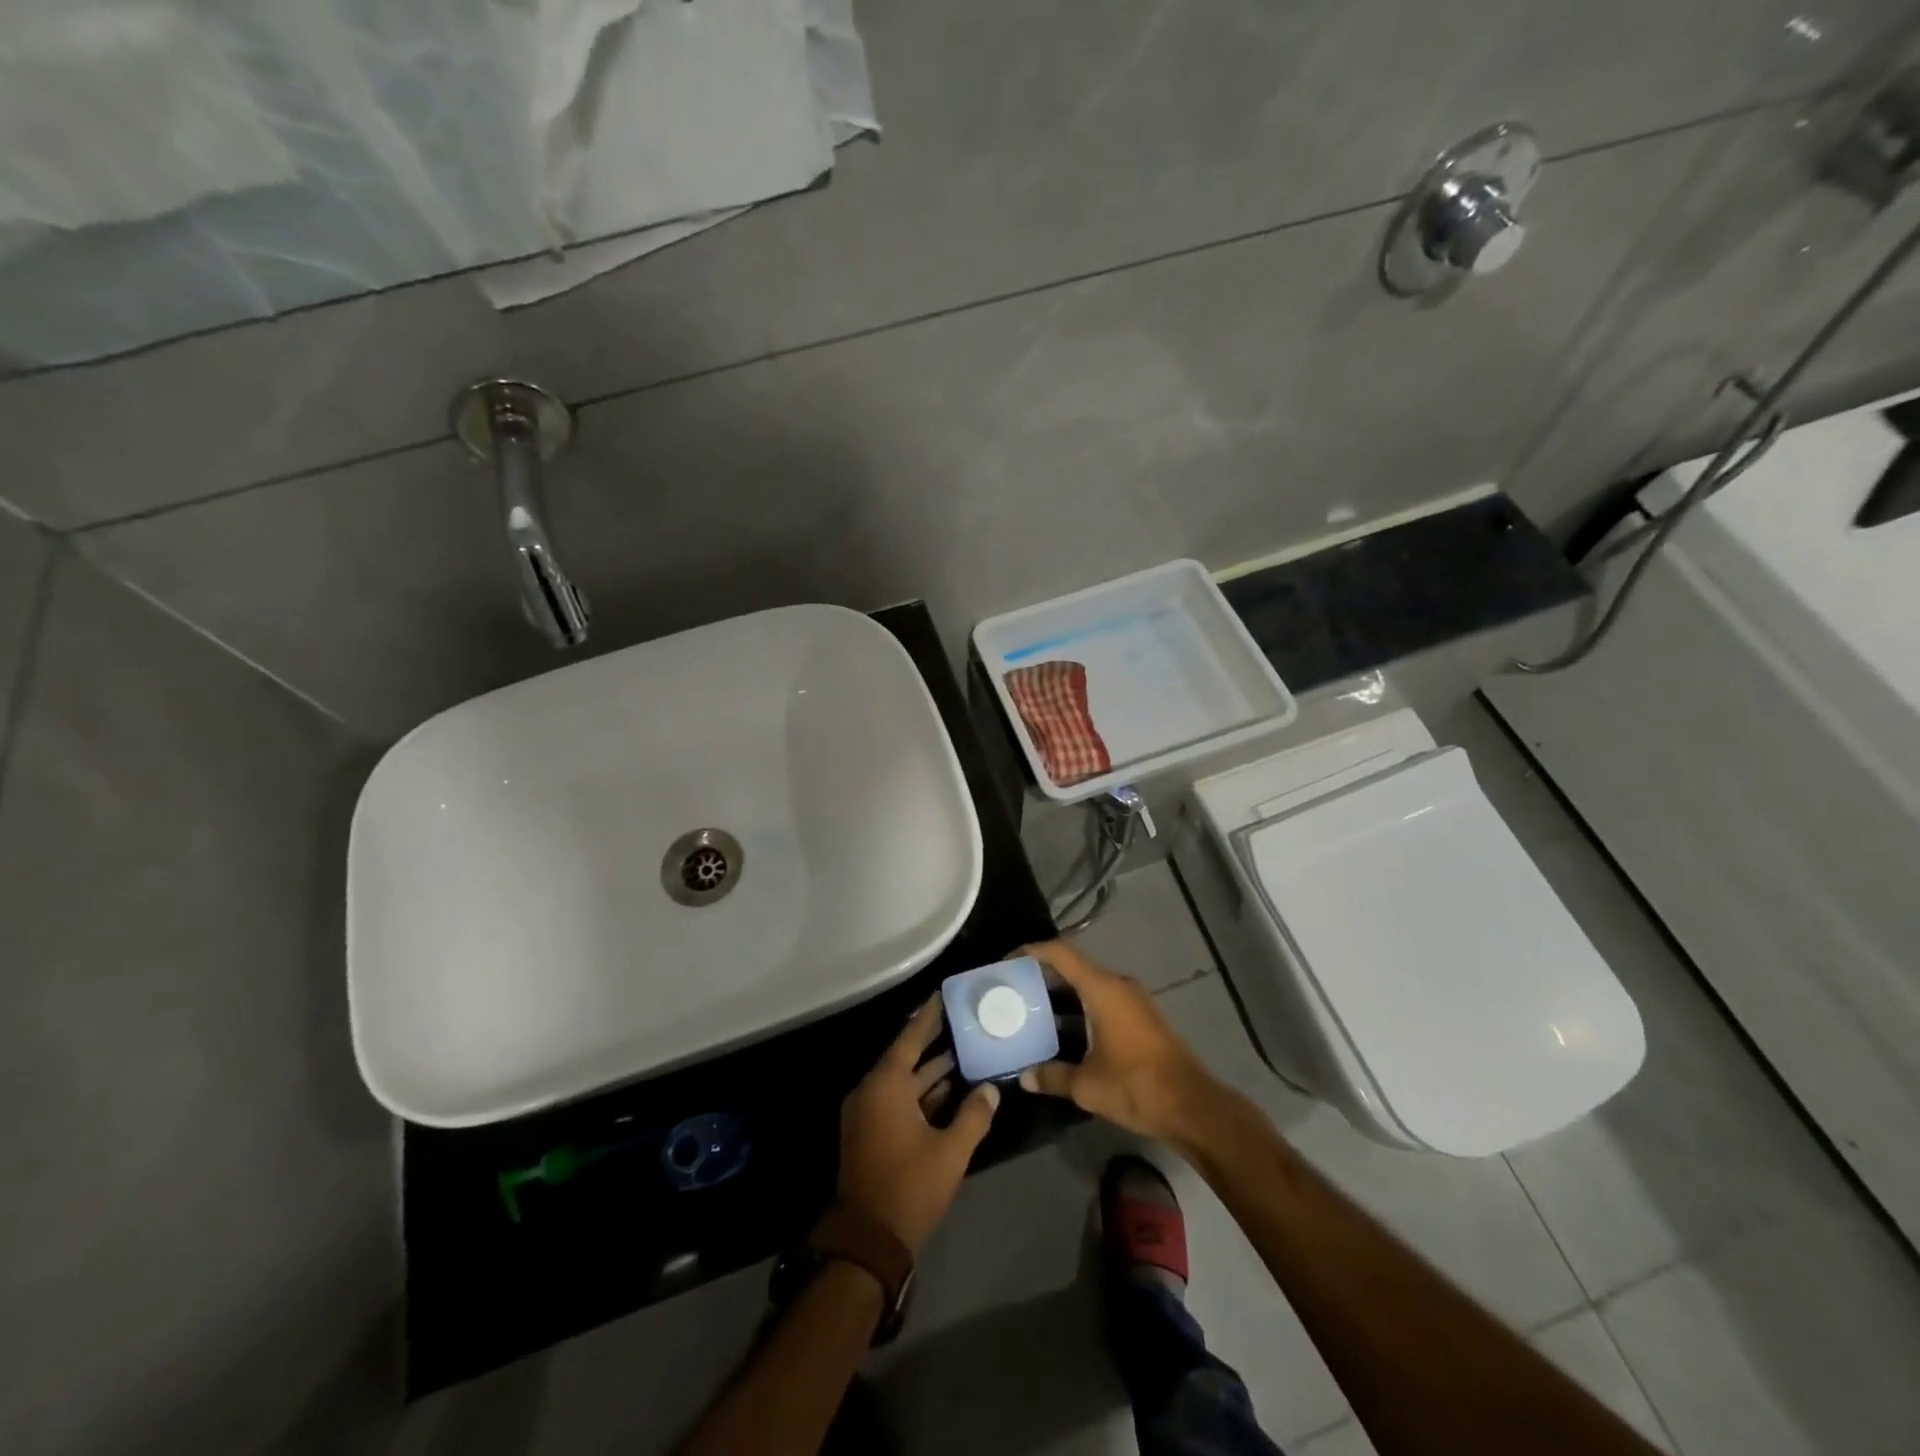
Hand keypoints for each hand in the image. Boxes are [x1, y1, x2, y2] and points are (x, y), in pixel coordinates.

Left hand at [837, 998, 999, 1253]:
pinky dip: (920, 1093)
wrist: (868, 1240)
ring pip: (903, 1081)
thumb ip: (974, 1116)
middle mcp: (871, 1091)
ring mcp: (867, 1113)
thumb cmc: (910, 1187)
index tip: (944, 995)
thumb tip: (990, 1090)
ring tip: (963, 1051)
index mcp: (885, 1086)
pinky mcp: (869, 1133)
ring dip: (930, 1070)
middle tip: (961, 1020)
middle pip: (905, 1056)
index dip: (928, 1017)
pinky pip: (896, 1100)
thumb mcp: (950, 1152)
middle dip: (933, 1040)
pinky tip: (948, 1090)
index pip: (910, 1038)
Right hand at [1017, 939, 1223, 1145]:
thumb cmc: (1136, 1085)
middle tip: (1012, 990)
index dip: (1033, 951)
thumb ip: (1052, 1076)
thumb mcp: (1087, 1085)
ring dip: (1061, 995)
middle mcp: (1117, 986)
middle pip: (1074, 967)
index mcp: (1102, 989)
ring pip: (1088, 986)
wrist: (1192, 1107)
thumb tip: (1024, 1077)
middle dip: (1042, 976)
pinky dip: (1078, 1009)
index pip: (1061, 954)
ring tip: (1030, 1010)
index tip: (1008, 961)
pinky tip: (1061, 1033)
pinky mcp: (1139, 1019)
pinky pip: (1101, 1001)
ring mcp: (1132, 1002)